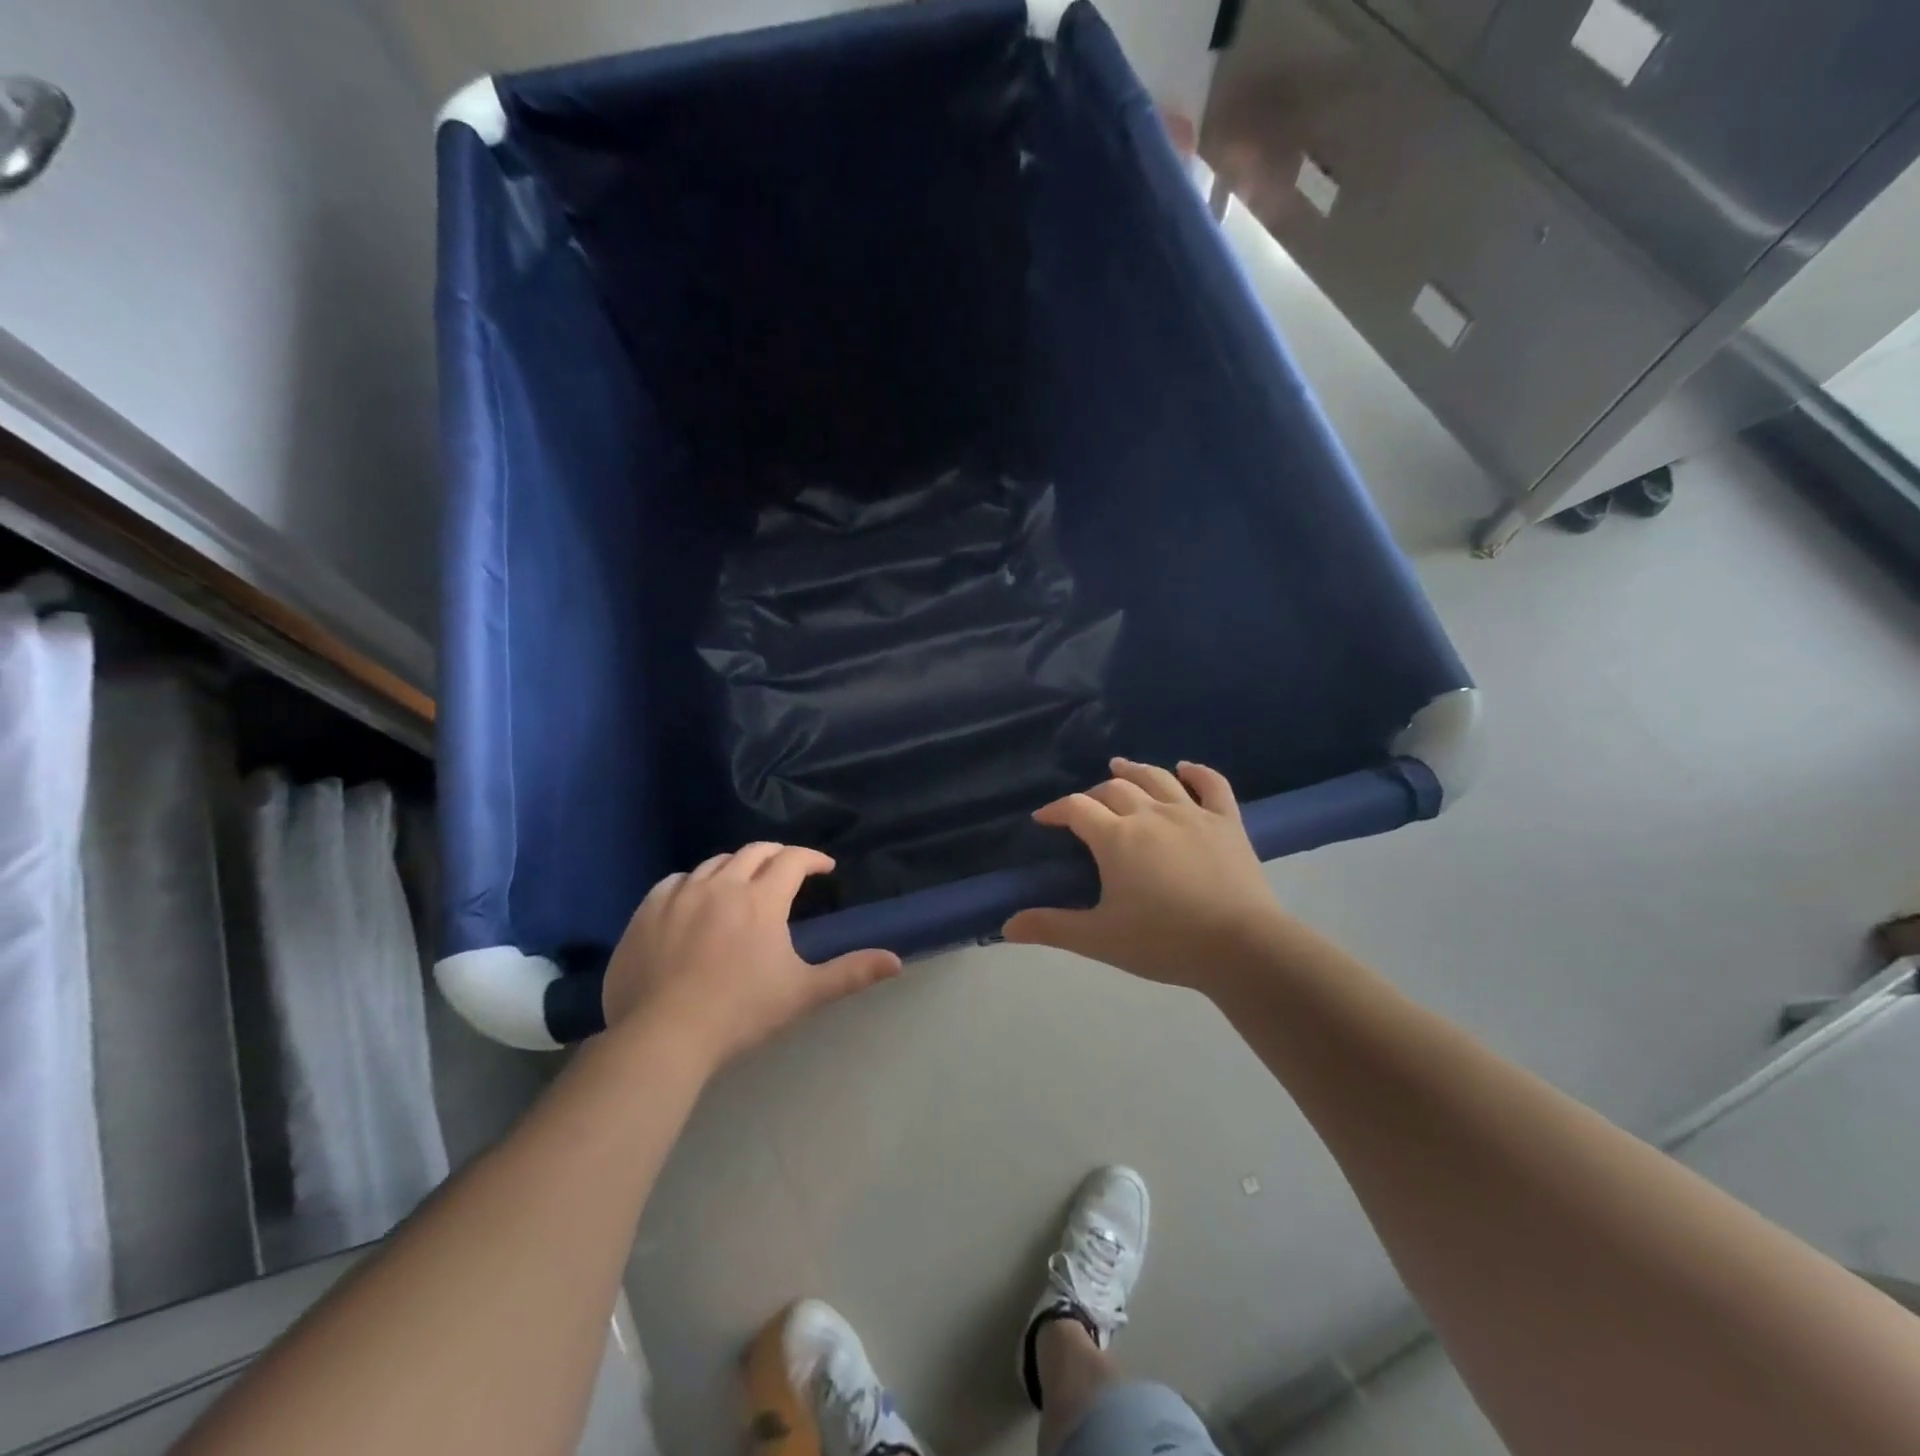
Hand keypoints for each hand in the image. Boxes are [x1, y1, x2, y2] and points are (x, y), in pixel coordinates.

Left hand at [602, 845, 900, 1071]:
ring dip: (736, 866)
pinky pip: (675, 881)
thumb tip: (896, 960)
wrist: (663, 1036)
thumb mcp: (802, 993)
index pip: (792, 860)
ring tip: (743, 883)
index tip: (824, 868)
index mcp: (761, 899)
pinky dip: (694, 883)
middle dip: (778, 855)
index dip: (812, 858)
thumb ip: (850, 973)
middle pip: (754, 851)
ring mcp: (680, 895)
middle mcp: (722, 885)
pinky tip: (695, 899)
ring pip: (715, 863)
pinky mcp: (647, 911)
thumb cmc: (741, 1013)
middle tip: (788, 870)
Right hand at [1003, 759, 1286, 996]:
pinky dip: (1197, 772)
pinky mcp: (1227, 822)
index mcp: (1116, 837)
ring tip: (1120, 765)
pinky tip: (1186, 768)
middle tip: (1085, 808)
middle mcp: (1150, 814)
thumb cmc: (1163, 942)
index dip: (1056, 809)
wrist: (1240, 947)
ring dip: (1134, 770)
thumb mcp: (1100, 938)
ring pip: (1157, 778)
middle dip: (1093, 794)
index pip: (1076, 808)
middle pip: (1114, 789)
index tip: (1044, 818)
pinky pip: (1212, 785)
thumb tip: (1006, 926)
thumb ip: (1052, 928)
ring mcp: (1192, 814)